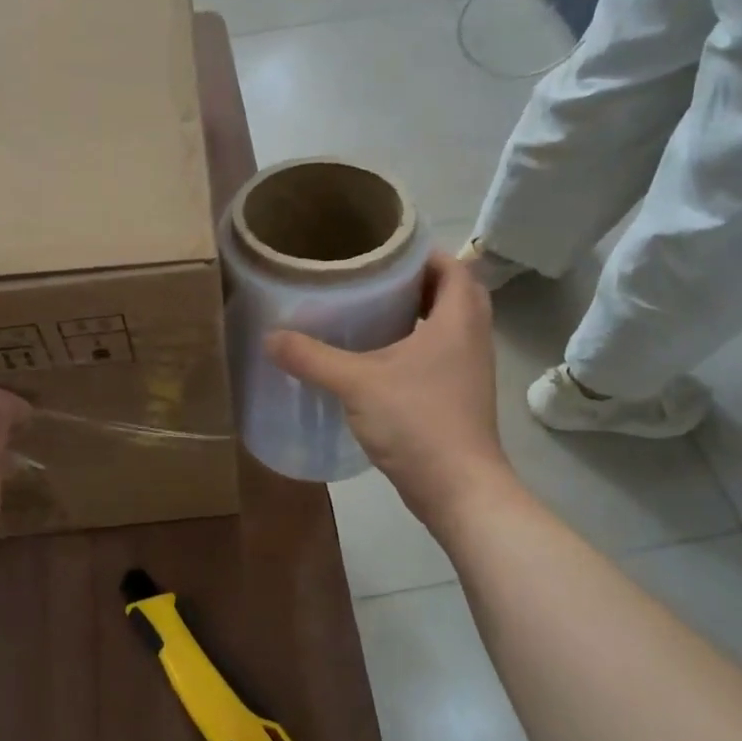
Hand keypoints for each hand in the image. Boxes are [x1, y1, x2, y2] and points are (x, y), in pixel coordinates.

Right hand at [266, 251, 509, 522]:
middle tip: (375, 278)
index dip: (423, 253)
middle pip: (455, 293)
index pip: (454, 266)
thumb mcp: (356, 383)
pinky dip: (418, 344)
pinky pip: (442, 354)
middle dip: (418, 281)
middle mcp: (472, 338)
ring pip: (450, 326)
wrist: (458, 489)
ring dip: (420, 313)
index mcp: (458, 321)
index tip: (384, 250)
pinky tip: (380, 357)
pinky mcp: (460, 397)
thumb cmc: (417, 422)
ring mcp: (469, 370)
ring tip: (374, 310)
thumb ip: (312, 357)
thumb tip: (269, 337)